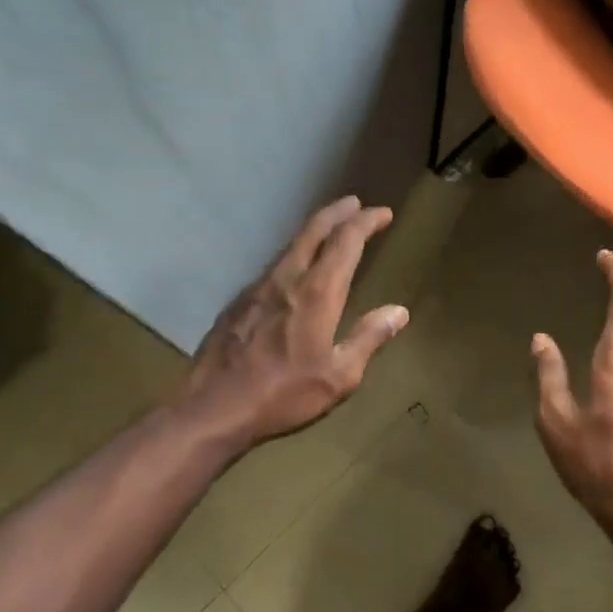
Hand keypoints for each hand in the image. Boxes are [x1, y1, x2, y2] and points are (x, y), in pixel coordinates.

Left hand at [174, 195, 407, 453]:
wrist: (213, 407)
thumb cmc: (283, 395)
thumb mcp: (339, 377)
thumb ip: (369, 338)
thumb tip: (399, 311)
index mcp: (317, 293)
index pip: (346, 241)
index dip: (366, 222)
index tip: (383, 213)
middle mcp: (287, 278)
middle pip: (314, 230)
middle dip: (338, 213)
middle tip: (355, 203)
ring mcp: (258, 287)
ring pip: (290, 245)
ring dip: (314, 231)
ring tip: (330, 229)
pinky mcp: (239, 301)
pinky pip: (273, 265)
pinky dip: (293, 254)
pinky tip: (294, 268)